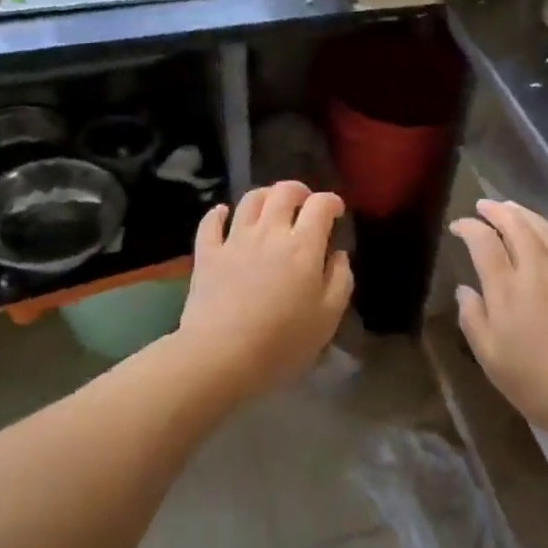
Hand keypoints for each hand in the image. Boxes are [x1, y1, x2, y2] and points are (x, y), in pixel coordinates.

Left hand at [179, 181, 352, 398]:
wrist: (220, 356)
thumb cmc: (282, 342)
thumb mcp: (328, 317)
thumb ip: (340, 280)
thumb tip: (338, 254)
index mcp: (303, 246)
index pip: (321, 205)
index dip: (332, 202)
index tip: (337, 212)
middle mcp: (269, 232)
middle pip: (284, 192)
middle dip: (299, 191)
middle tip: (305, 203)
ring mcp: (235, 240)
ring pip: (250, 200)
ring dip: (265, 195)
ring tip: (271, 205)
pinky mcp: (207, 254)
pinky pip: (211, 222)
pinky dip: (218, 213)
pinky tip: (223, 214)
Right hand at [450, 201, 547, 444]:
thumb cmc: (538, 384)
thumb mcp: (491, 359)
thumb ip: (474, 319)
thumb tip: (464, 289)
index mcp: (506, 288)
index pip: (483, 243)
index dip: (468, 228)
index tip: (457, 225)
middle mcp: (536, 270)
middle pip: (516, 227)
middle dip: (497, 211)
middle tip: (484, 206)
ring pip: (547, 231)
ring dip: (529, 214)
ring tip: (515, 208)